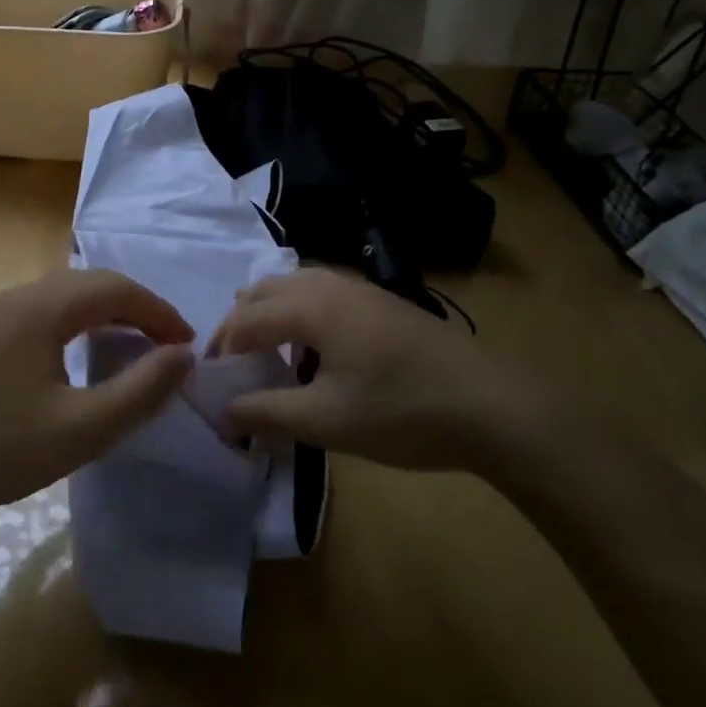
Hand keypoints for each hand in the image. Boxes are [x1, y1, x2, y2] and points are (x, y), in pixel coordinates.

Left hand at [0, 268, 194, 520]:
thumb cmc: (3, 449)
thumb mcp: (84, 428)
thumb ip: (141, 390)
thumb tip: (183, 355)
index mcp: (44, 307)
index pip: (117, 288)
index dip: (159, 311)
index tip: (187, 344)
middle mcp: (21, 296)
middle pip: (92, 283)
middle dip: (137, 307)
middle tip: (168, 345)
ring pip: (68, 295)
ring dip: (108, 312)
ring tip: (136, 346)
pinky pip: (47, 310)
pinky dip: (80, 322)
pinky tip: (85, 354)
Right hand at [210, 269, 543, 471]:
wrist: (491, 406)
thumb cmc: (401, 413)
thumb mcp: (326, 421)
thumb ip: (268, 412)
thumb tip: (223, 413)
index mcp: (310, 307)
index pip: (245, 319)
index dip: (222, 349)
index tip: (214, 384)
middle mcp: (329, 285)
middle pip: (265, 290)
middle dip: (240, 323)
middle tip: (233, 363)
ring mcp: (360, 288)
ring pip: (295, 285)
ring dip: (270, 312)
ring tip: (265, 350)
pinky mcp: (382, 301)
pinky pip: (322, 292)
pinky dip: (300, 311)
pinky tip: (314, 347)